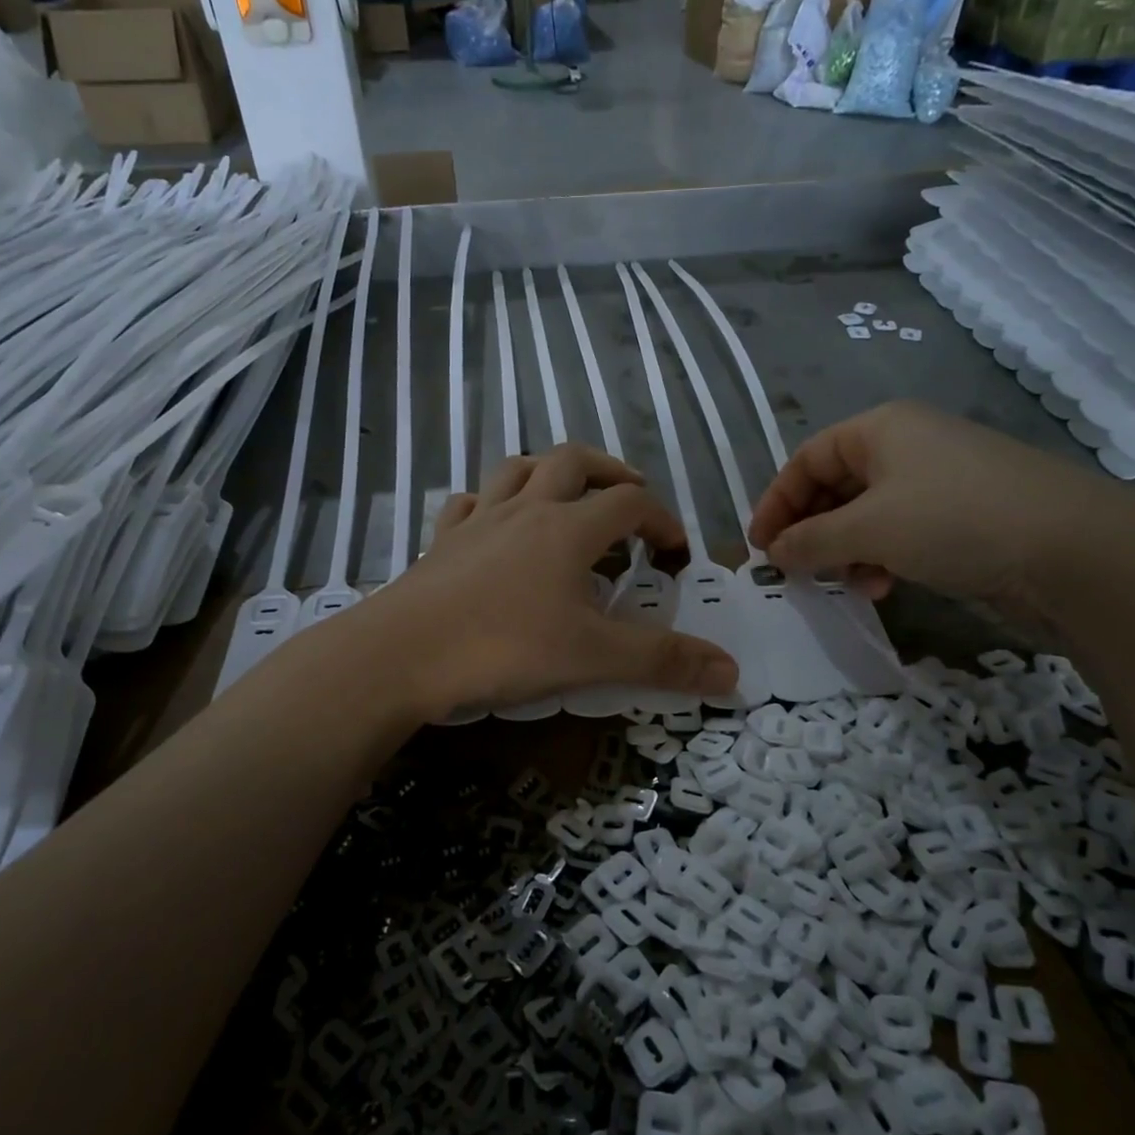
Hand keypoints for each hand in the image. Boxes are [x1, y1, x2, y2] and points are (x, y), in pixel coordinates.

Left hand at [358, 445, 739, 717]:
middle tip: (629, 497)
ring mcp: (478, 519)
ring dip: (549, 471)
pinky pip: (469, 501)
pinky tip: (494, 522)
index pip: (630, 502)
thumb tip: (732, 673)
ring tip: (566, 494)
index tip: (674, 552)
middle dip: (609, 471)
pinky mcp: (441, 540)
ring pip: (518, 468)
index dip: (661, 519)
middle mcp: (525, 509)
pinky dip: (490, 501)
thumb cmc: (504, 647)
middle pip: (574, 461)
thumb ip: (662, 661)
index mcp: (568, 528)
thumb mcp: (593, 658)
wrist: (402, 653)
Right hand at [747, 401, 1134, 620]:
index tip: (760, 547)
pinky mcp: (963, 518)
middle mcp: (907, 447)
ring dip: (844, 551)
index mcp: (881, 429)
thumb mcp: (868, 529)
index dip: (776, 502)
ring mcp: (939, 483)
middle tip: (794, 570)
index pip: (807, 459)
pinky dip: (880, 559)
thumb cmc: (954, 521)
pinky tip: (882, 588)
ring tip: (843, 584)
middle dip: (810, 530)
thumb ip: (810, 540)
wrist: (1076, 553)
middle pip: (835, 487)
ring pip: (867, 515)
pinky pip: (901, 534)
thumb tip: (774, 553)